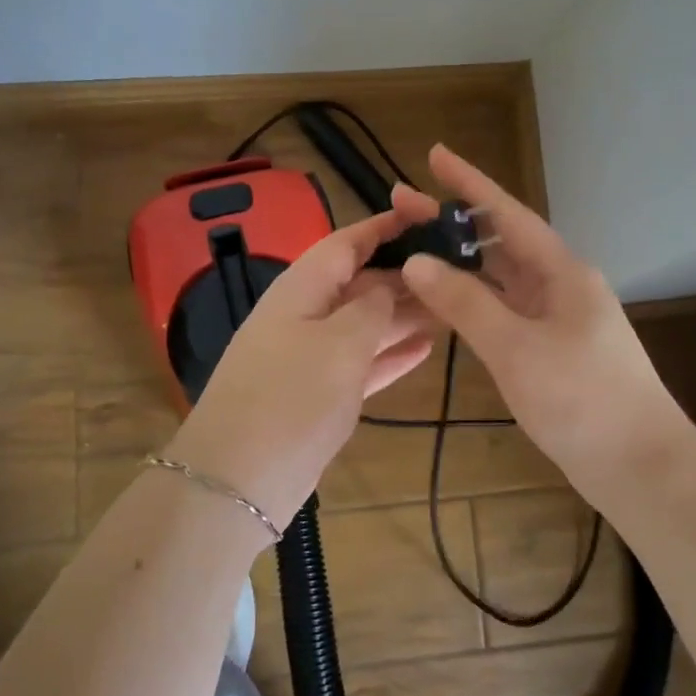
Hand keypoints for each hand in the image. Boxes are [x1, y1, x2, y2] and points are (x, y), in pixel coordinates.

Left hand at [167, 210, 434, 529]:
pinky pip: (361, 363)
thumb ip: (371, 307)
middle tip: (457, 272)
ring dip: (403, 316)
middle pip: (359, 283)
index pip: (346, 242)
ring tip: (451, 308)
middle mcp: (304, 315)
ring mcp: (309, 357)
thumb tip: (388, 284)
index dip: (385, 227)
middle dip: (404, 276)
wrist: (238, 481)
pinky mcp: (317, 395)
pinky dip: (390, 355)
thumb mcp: (339, 344)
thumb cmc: (291, 398)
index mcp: (301, 288)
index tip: (427, 215)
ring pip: (364, 324)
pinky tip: (425, 349)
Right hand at [393, 146, 690, 503]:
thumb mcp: (516, 349)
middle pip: (499, 243)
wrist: (640, 467)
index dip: (470, 182)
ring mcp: (555, 319)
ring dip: (459, 263)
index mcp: (562, 272)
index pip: (507, 213)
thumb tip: (417, 262)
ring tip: (413, 249)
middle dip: (452, 223)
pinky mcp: (549, 350)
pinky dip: (471, 302)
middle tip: (402, 205)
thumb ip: (465, 303)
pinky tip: (443, 302)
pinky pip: (503, 311)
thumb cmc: (583, 400)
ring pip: (500, 279)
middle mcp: (559, 286)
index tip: (435, 155)